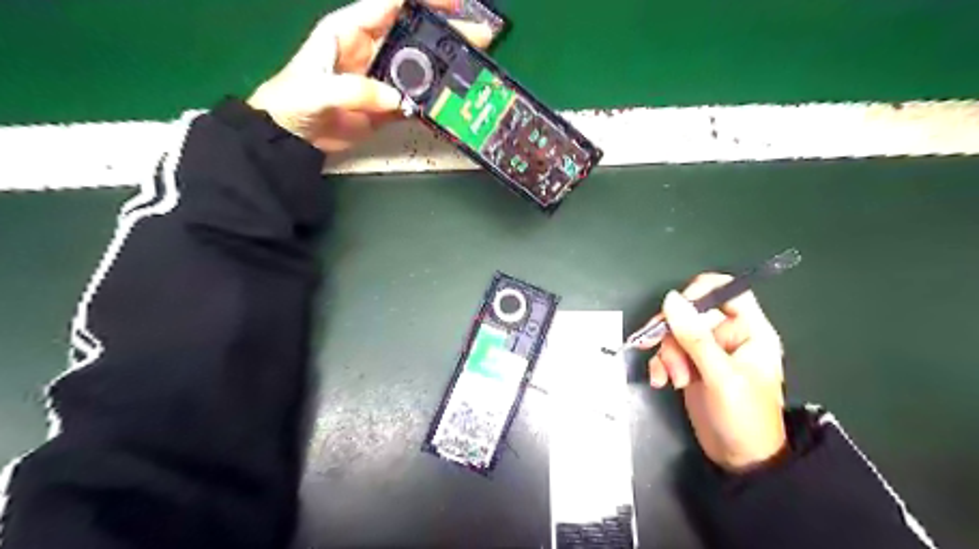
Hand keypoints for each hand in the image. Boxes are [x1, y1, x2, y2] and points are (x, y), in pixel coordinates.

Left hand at [249, 0, 497, 151]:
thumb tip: (397, 99)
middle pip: (416, 34)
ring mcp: (383, 79)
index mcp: (351, 29)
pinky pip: (415, 100)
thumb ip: (354, 90)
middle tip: (480, 38)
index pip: (392, 3)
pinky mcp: (388, 105)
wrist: (292, 136)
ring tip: (474, 69)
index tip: (455, 3)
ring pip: (421, 68)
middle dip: (447, 33)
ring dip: (447, 69)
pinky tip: (451, 102)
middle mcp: (372, 49)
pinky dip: (433, 102)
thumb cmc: (293, 101)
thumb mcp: (317, 89)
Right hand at [640, 276, 788, 473]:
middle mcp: (727, 336)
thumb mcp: (720, 376)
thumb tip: (671, 299)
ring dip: (666, 354)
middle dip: (673, 334)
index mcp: (749, 330)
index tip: (676, 308)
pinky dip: (659, 364)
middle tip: (662, 352)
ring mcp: (707, 351)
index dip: (700, 292)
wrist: (739, 459)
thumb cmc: (744, 418)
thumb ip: (695, 337)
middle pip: (690, 313)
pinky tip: (660, 381)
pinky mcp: (690, 365)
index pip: (727, 291)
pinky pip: (667, 352)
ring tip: (672, 379)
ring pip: (674, 333)